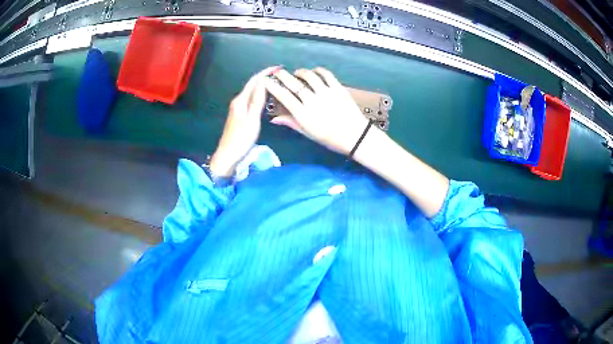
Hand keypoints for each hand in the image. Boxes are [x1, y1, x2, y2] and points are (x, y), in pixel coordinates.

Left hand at [210, 66, 280, 176]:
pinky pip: (251, 100)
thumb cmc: (241, 139)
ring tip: (276, 84)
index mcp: (240, 100)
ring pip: (252, 92)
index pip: (253, 81)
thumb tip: (263, 82)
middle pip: (252, 85)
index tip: (278, 68)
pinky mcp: (240, 115)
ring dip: (263, 86)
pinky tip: (267, 98)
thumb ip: (257, 100)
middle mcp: (238, 101)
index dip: (265, 73)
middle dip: (265, 78)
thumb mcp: (252, 119)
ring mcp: (238, 109)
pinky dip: (260, 95)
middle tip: (280, 75)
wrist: (228, 155)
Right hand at [265, 68, 369, 154]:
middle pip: (294, 83)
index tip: (266, 81)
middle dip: (283, 75)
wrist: (355, 136)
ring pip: (309, 76)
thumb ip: (291, 123)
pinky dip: (318, 70)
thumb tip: (274, 119)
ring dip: (301, 72)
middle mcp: (312, 101)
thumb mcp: (308, 133)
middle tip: (278, 72)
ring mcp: (326, 93)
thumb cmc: (330, 138)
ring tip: (298, 73)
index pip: (284, 96)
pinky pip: (326, 74)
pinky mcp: (338, 88)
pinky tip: (315, 72)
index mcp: (303, 114)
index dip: (273, 87)